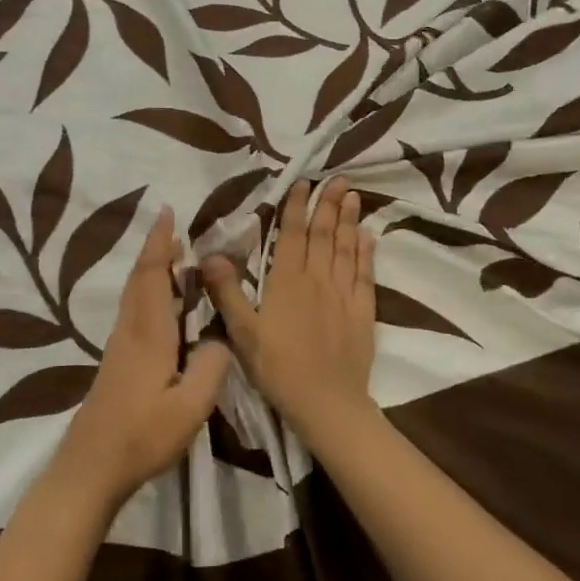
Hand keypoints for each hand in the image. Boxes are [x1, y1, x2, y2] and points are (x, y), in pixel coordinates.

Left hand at [49, 207, 230, 513]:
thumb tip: (220, 338)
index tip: (166, 212)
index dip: (159, 243)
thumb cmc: (142, 436)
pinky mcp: (115, 362)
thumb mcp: (190, 407)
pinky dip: (146, 292)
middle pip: (139, 279)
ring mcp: (119, 347)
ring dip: (150, 269)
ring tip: (172, 258)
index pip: (152, 276)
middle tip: (173, 228)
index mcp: (149, 335)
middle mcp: (130, 331)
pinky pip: (132, 311)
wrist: (91, 466)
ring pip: (133, 294)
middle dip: (154, 249)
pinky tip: (159, 305)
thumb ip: (211, 367)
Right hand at [202, 179, 377, 443]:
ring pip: (346, 249)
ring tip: (353, 195)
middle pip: (324, 235)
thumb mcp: (243, 332)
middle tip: (338, 178)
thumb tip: (210, 255)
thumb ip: (228, 291)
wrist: (326, 402)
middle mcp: (317, 280)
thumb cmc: (277, 367)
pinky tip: (368, 237)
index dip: (297, 207)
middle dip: (329, 204)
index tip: (303, 183)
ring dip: (349, 220)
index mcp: (286, 282)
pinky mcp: (362, 312)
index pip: (293, 235)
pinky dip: (366, 253)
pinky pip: (365, 275)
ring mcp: (343, 295)